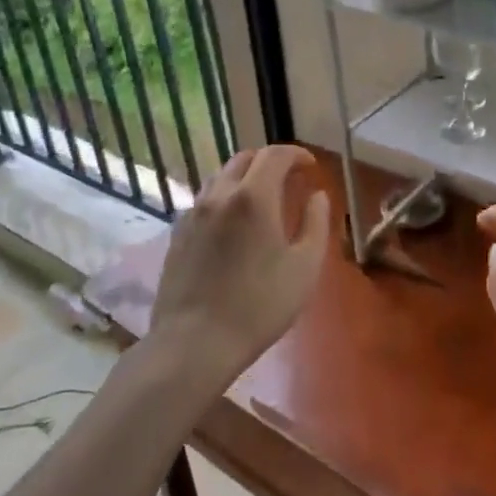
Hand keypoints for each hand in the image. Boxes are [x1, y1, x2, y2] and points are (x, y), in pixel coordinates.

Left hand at [148, 146, 330, 384]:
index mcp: (253, 197)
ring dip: (245, 177)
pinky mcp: (178, 232)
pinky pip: (205, 199)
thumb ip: (316, 224)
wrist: (194, 342)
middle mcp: (220, 194)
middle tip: (289, 179)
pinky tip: (234, 224)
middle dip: (270, 161)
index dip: (296, 154)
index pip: (275, 155)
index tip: (310, 166)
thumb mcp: (304, 268)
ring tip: (261, 199)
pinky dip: (225, 197)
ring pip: (221, 176)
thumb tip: (317, 196)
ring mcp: (194, 212)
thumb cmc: (259, 306)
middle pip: (245, 159)